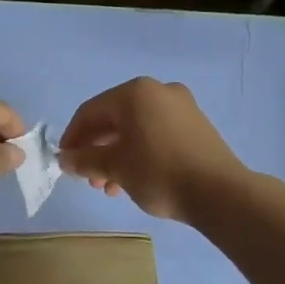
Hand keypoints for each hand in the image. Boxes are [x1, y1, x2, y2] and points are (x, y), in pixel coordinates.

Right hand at [59, 79, 244, 222]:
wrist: (219, 192)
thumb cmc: (158, 172)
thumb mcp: (114, 167)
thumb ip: (85, 159)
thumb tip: (65, 158)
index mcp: (135, 92)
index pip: (90, 111)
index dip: (72, 137)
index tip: (65, 162)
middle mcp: (158, 91)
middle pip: (114, 119)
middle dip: (96, 150)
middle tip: (88, 179)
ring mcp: (181, 107)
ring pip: (135, 129)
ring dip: (116, 156)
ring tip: (110, 187)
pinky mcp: (196, 126)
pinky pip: (156, 134)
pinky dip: (139, 153)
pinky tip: (133, 180)